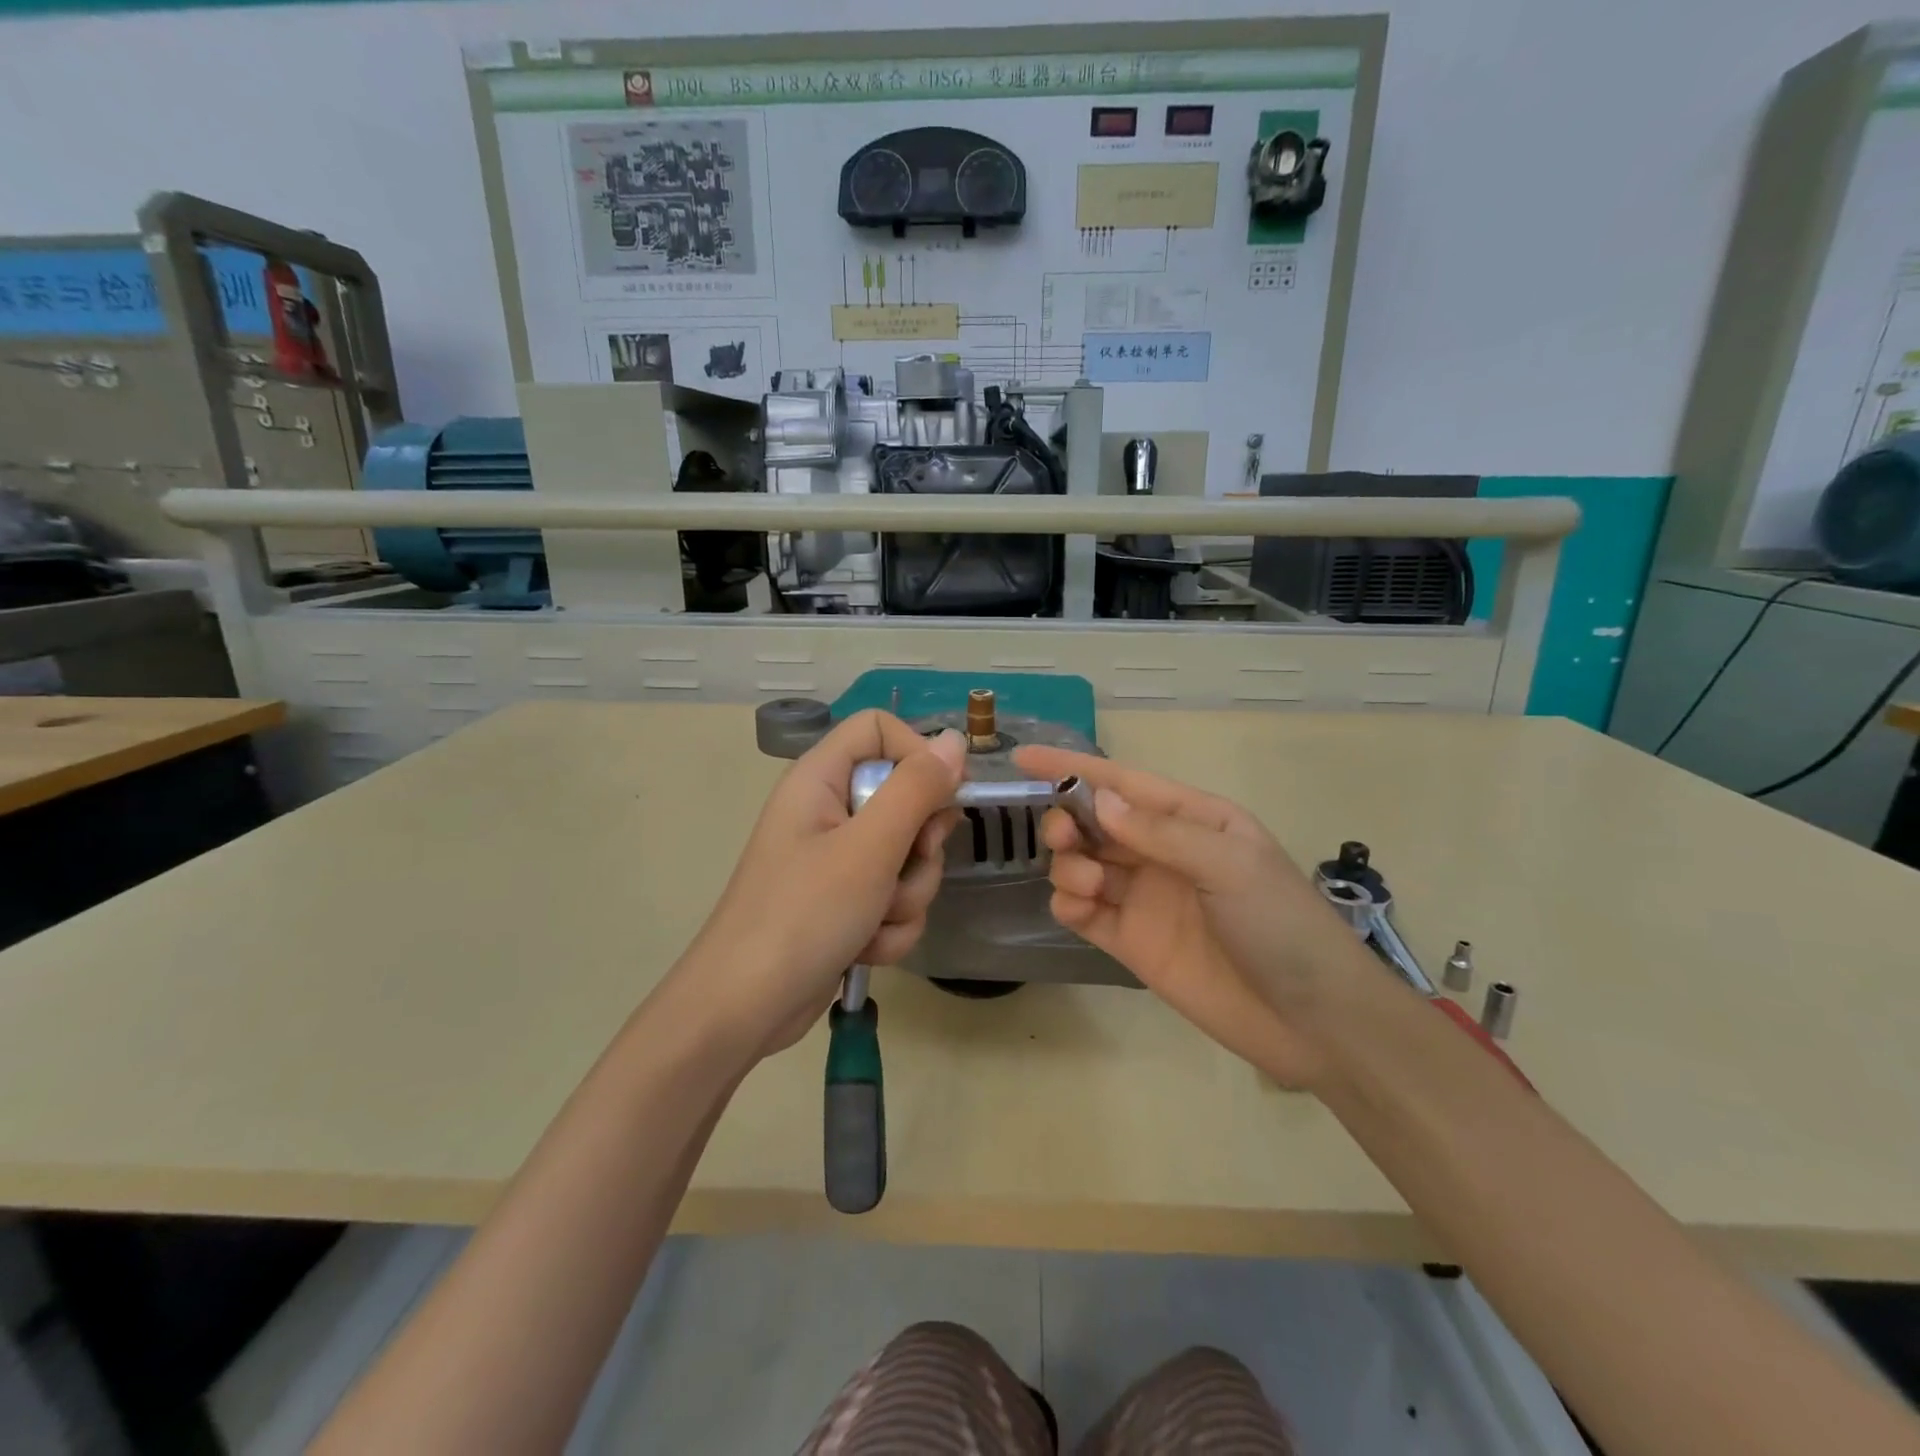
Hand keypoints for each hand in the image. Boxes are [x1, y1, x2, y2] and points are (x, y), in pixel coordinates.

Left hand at [674, 711, 963, 1057]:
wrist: (743, 1010)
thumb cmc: (802, 915)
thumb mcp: (869, 848)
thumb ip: (916, 789)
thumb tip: (954, 740)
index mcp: (820, 778)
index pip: (881, 729)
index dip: (918, 754)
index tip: (944, 797)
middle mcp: (829, 810)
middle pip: (906, 797)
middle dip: (919, 845)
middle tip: (906, 865)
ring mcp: (837, 859)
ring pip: (908, 856)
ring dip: (906, 895)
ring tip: (873, 921)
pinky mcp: (845, 901)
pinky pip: (894, 896)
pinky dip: (890, 925)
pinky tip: (865, 948)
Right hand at [1013, 745, 1375, 1088]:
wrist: (1311, 1021)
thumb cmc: (1281, 925)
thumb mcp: (1229, 865)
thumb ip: (1161, 832)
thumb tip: (1098, 802)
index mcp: (1192, 819)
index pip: (1122, 783)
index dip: (1072, 767)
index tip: (1022, 757)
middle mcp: (1162, 852)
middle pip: (1094, 822)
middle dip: (1068, 821)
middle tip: (1065, 838)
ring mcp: (1144, 898)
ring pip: (1082, 864)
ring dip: (1070, 865)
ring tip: (1090, 886)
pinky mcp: (1131, 942)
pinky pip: (1082, 912)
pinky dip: (1069, 904)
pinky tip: (1081, 909)